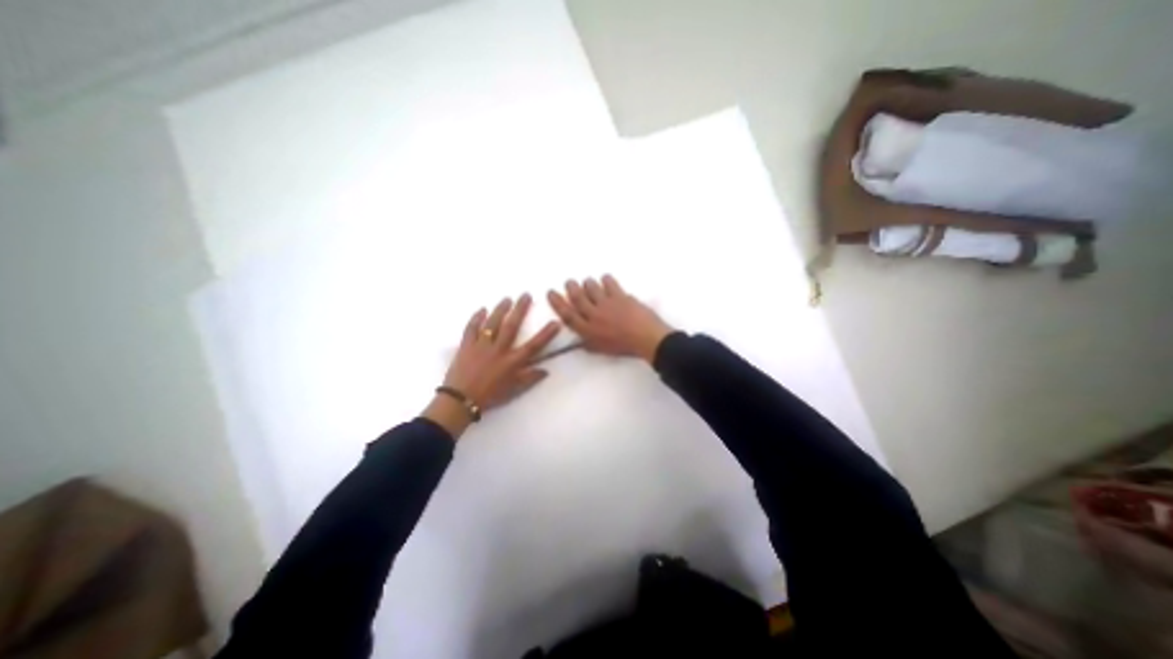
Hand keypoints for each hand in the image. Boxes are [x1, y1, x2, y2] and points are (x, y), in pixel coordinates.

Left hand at [426, 292, 562, 437]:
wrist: (461, 400)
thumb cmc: (490, 396)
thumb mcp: (514, 390)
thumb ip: (530, 378)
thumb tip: (546, 370)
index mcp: (512, 362)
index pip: (533, 346)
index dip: (546, 334)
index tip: (555, 322)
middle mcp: (499, 350)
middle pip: (512, 326)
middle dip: (520, 309)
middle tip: (526, 295)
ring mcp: (482, 345)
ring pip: (492, 323)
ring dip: (500, 309)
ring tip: (507, 299)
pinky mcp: (467, 345)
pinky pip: (471, 328)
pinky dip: (476, 318)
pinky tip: (481, 310)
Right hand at [553, 274, 678, 362]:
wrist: (645, 338)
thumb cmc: (624, 347)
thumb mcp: (602, 350)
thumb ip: (589, 344)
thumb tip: (582, 341)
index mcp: (587, 330)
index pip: (567, 314)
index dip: (557, 302)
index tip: (551, 292)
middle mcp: (593, 315)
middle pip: (577, 297)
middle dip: (571, 287)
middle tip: (570, 282)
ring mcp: (606, 303)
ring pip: (591, 287)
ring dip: (588, 283)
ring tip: (588, 282)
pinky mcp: (619, 296)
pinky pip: (609, 283)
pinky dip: (606, 280)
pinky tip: (606, 280)